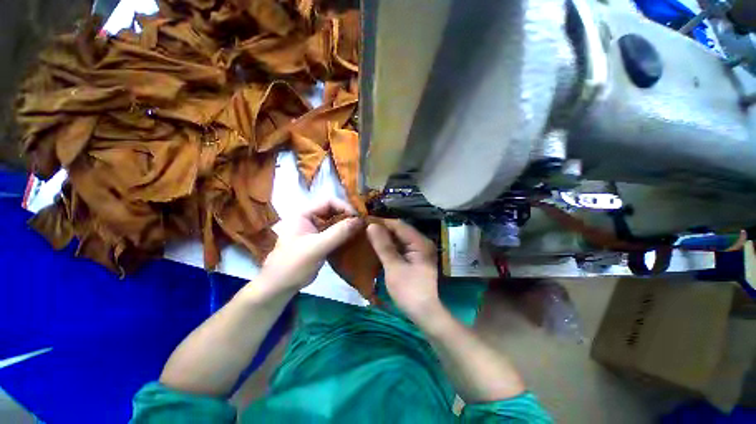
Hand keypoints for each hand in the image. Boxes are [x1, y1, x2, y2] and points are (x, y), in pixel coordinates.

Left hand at [259, 199, 362, 294]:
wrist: (280, 286)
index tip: (358, 218)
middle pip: (333, 210)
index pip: (328, 201)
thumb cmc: (294, 264)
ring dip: (347, 225)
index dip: (344, 207)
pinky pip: (334, 232)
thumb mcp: (317, 247)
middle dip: (347, 215)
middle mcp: (309, 218)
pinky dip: (344, 234)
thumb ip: (338, 233)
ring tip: (360, 230)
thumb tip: (360, 220)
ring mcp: (314, 229)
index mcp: (304, 213)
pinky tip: (353, 238)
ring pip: (334, 221)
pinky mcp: (319, 240)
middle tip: (362, 224)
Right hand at [366, 220, 442, 321]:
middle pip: (400, 230)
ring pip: (399, 238)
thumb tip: (371, 226)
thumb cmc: (408, 290)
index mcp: (420, 242)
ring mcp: (419, 250)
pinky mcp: (415, 257)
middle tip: (364, 229)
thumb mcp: (393, 267)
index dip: (382, 222)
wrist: (424, 313)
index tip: (365, 222)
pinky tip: (378, 246)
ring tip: (368, 236)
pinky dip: (390, 246)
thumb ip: (383, 246)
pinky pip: (401, 246)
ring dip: (385, 237)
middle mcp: (421, 242)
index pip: (399, 225)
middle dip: (383, 229)